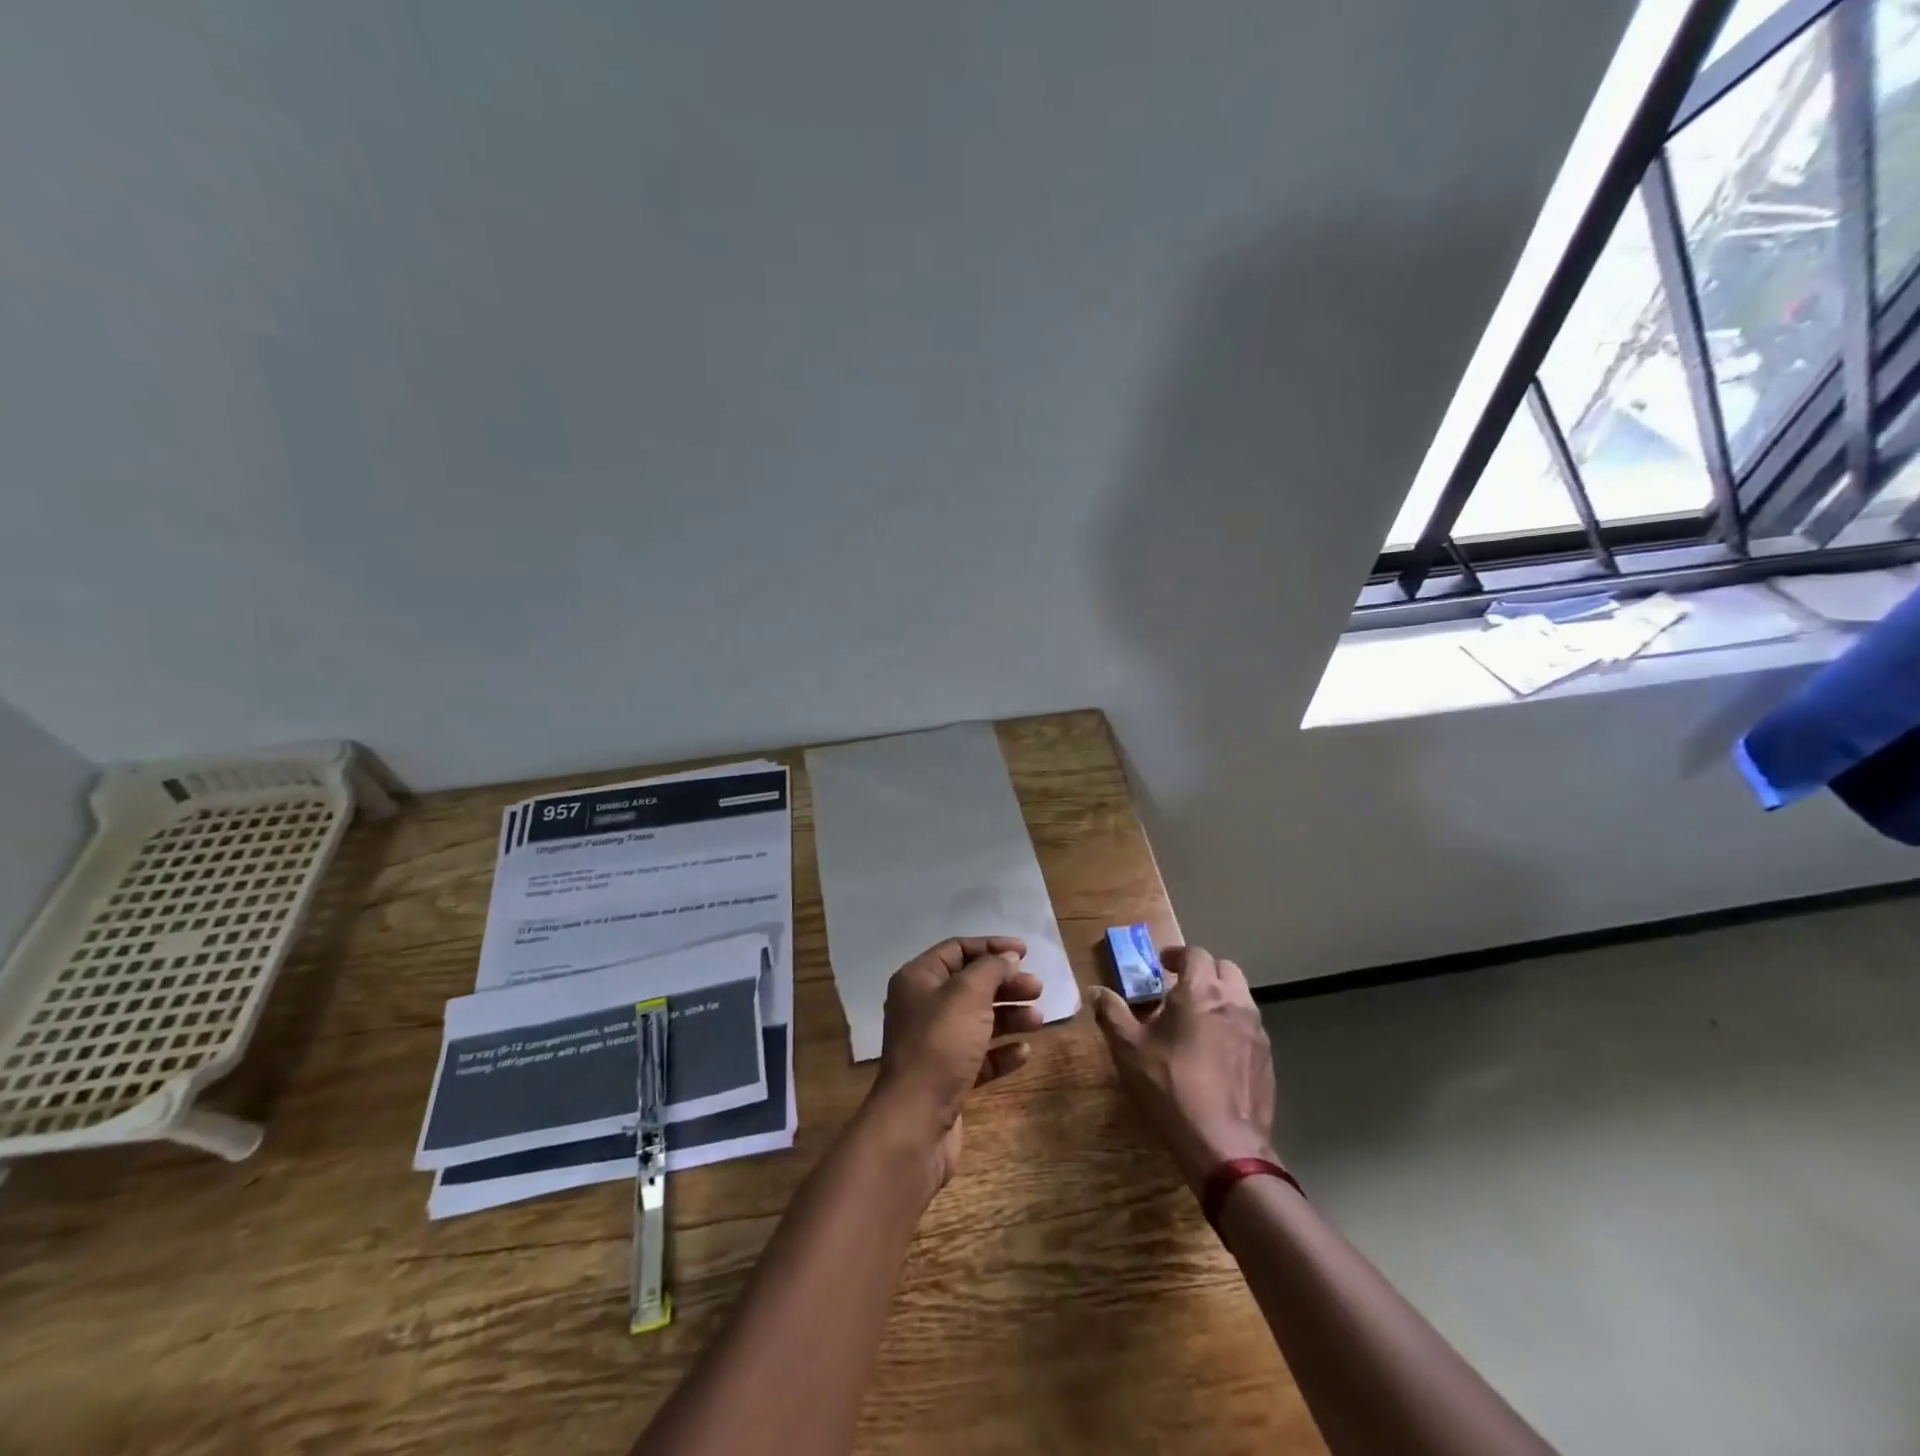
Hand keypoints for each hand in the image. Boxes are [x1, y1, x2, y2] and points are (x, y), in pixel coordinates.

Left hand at [868, 936, 1043, 1190]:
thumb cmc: (940, 1045)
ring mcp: (934, 1044)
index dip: (991, 947)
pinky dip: (1001, 1051)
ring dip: (1009, 1016)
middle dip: (1005, 984)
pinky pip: (979, 1056)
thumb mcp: (968, 994)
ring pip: (978, 1021)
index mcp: (918, 980)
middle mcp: (922, 1007)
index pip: (957, 949)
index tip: (1025, 952)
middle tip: (1037, 988)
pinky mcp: (947, 1078)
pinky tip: (1024, 1052)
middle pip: (971, 985)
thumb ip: (991, 969)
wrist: (916, 1121)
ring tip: (1038, 1020)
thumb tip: (1007, 957)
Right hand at [1092, 945, 1278, 1193]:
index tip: (1161, 964)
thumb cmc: (1170, 1087)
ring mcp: (1256, 1032)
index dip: (1176, 954)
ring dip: (1219, 997)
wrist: (1224, 1145)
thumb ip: (1112, 1013)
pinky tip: (1214, 1052)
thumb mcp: (1129, 1049)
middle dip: (1203, 971)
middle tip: (1179, 987)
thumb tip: (1095, 991)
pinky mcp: (1267, 1060)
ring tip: (1196, 1019)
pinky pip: (1249, 1028)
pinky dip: (1232, 1025)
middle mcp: (1234, 1003)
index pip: (1194, 954)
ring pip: (1240, 998)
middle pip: (1225, 969)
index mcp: (1201, 992)